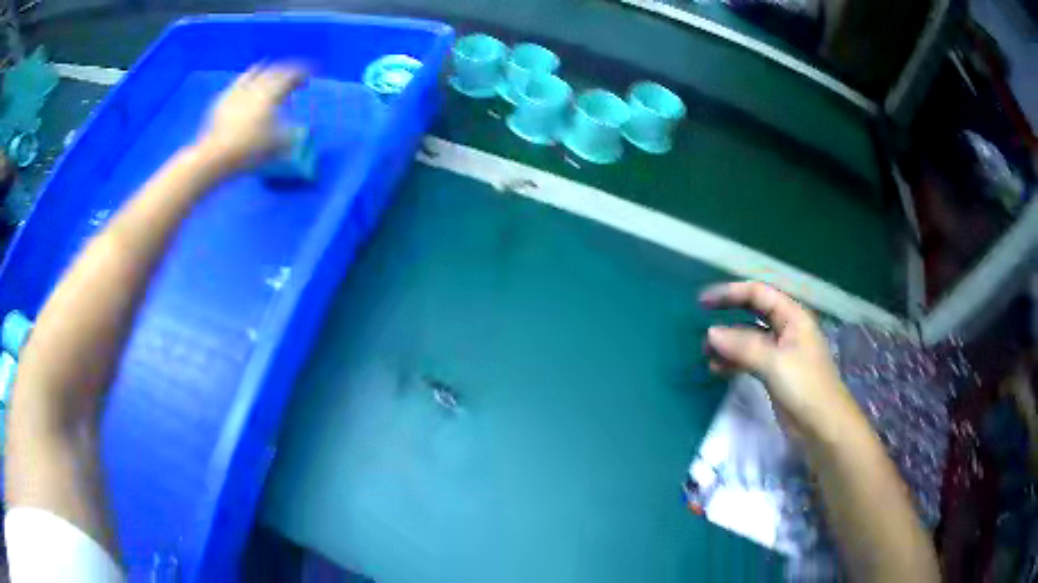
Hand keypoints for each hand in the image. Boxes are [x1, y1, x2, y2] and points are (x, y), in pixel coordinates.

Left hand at [196, 63, 306, 168]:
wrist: (216, 155)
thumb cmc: (249, 149)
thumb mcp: (278, 144)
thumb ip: (291, 134)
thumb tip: (299, 131)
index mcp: (272, 94)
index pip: (291, 75)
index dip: (303, 73)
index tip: (310, 76)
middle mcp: (256, 87)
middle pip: (275, 71)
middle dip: (287, 71)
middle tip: (295, 77)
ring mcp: (238, 91)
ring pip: (255, 72)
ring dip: (267, 70)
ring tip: (271, 71)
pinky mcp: (223, 99)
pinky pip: (238, 82)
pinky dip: (247, 78)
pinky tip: (247, 81)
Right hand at [700, 281, 854, 436]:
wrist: (822, 425)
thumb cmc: (805, 386)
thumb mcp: (774, 362)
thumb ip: (743, 346)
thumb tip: (711, 333)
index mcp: (792, 316)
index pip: (758, 294)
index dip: (731, 293)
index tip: (704, 302)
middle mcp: (786, 329)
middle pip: (753, 313)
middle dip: (728, 316)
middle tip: (702, 322)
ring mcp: (780, 352)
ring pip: (749, 338)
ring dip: (729, 343)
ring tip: (706, 354)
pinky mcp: (775, 373)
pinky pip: (749, 359)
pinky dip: (734, 362)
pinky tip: (717, 369)